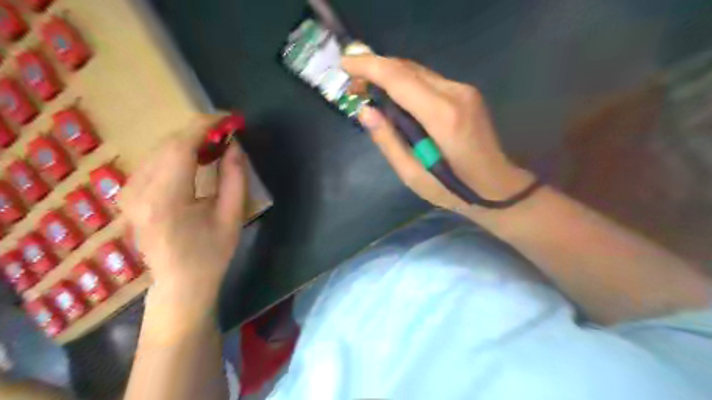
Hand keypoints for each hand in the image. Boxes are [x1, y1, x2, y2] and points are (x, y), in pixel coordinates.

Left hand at [119, 131, 247, 305]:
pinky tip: (195, 161)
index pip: (181, 147)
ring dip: (188, 142)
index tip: (228, 119)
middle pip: (168, 144)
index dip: (205, 126)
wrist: (180, 283)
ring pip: (159, 150)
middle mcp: (139, 191)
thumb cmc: (211, 253)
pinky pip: (153, 161)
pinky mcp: (128, 195)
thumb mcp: (232, 216)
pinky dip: (176, 153)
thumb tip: (234, 145)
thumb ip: (234, 178)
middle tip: (227, 134)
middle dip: (199, 132)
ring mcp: (128, 193)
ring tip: (215, 147)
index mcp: (166, 199)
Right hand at [343, 56, 532, 212]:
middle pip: (407, 68)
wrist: (497, 186)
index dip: (368, 67)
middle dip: (375, 68)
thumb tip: (364, 111)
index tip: (344, 64)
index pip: (399, 79)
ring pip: (417, 70)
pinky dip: (405, 81)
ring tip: (367, 88)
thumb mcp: (413, 175)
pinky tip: (393, 94)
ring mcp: (464, 90)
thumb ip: (388, 141)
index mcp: (442, 116)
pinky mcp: (466, 93)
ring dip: (389, 74)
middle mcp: (455, 93)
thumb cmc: (454, 188)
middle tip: (352, 82)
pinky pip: (428, 79)